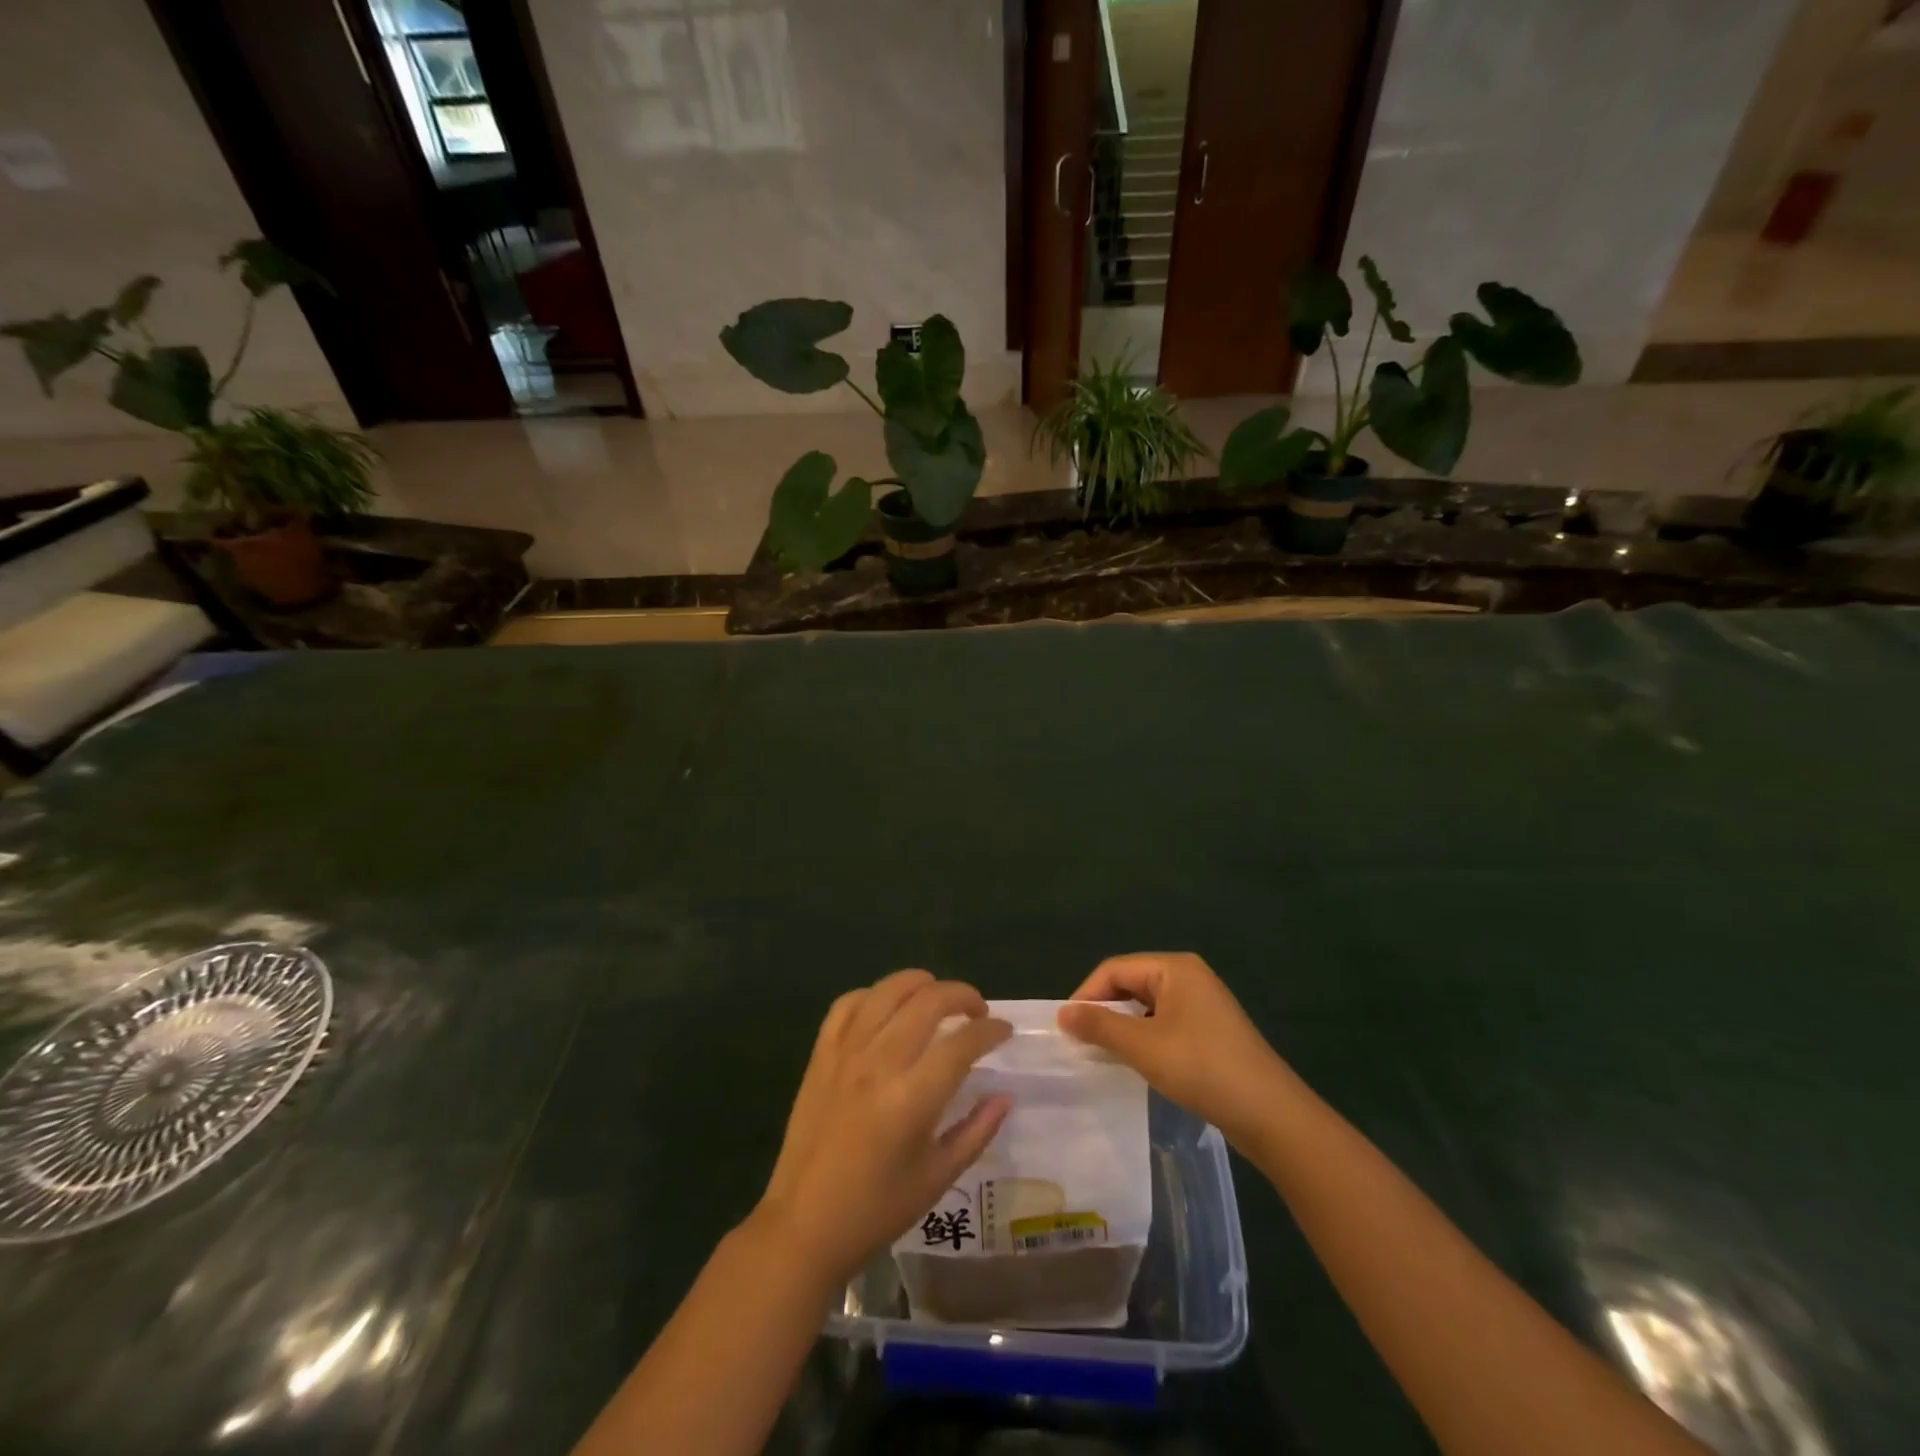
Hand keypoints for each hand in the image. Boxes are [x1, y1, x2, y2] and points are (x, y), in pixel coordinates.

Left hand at [751, 970, 1012, 1289]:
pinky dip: (874, 995)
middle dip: (963, 995)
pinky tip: (888, 1008)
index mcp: (912, 1098)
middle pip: (928, 1001)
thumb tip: (1005, 1095)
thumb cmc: (876, 1210)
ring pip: (888, 990)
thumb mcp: (938, 1179)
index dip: (991, 1030)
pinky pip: (848, 1004)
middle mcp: (879, 1063)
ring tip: (938, 996)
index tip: (1004, 1031)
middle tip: (977, 1011)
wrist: (803, 1226)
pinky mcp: (820, 1054)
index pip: (962, 1043)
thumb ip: (976, 1130)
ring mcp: (846, 1053)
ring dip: (921, 983)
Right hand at [1058, 952, 1299, 1149]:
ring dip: (1122, 1027)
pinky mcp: (1209, 1031)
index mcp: (1174, 968)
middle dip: (1104, 1010)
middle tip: (1080, 1042)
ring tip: (1102, 1054)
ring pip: (1146, 1006)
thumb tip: (1062, 1013)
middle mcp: (1188, 976)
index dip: (1087, 995)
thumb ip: (1100, 1026)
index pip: (1114, 969)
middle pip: (1130, 983)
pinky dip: (1144, 1038)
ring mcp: (1202, 1004)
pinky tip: (1136, 1062)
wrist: (1271, 1115)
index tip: (1066, 1028)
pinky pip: (1164, 1024)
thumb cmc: (1203, 1068)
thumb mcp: (1143, 1046)